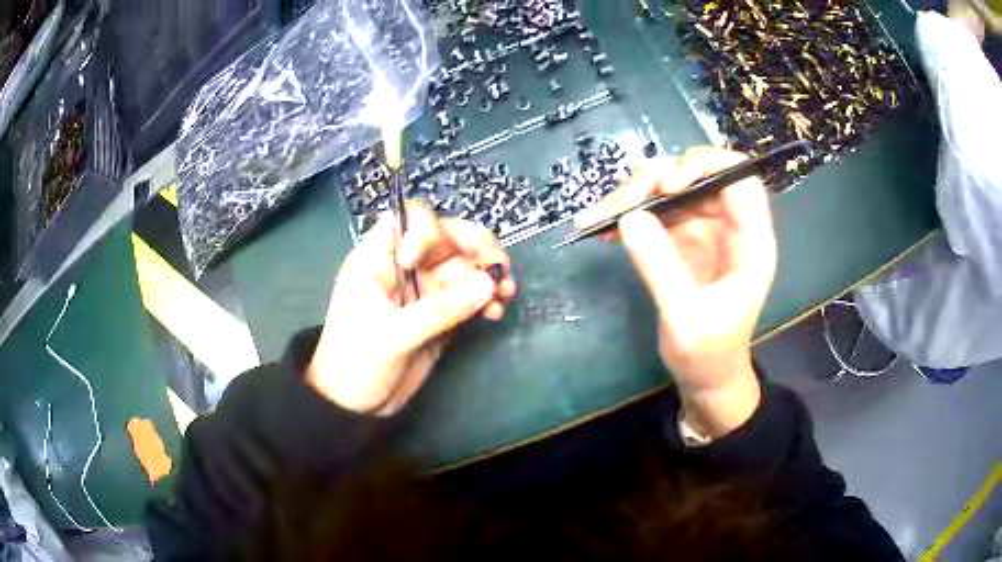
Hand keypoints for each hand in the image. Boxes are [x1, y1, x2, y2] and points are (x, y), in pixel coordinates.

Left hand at [306, 202, 516, 414]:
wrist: (354, 406)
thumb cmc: (357, 362)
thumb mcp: (394, 334)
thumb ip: (441, 309)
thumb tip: (490, 282)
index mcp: (378, 260)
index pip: (406, 219)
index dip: (425, 230)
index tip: (425, 260)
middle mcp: (404, 268)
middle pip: (445, 240)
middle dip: (475, 248)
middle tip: (500, 267)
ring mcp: (424, 292)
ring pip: (463, 268)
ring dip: (487, 276)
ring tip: (506, 294)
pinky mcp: (439, 315)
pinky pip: (469, 297)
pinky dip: (485, 300)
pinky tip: (496, 312)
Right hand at [577, 147, 776, 436]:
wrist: (704, 377)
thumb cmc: (708, 354)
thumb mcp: (685, 317)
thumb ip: (661, 267)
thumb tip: (629, 216)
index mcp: (751, 241)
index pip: (740, 178)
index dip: (707, 167)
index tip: (668, 186)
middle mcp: (729, 226)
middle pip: (696, 175)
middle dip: (656, 181)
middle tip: (621, 205)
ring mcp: (703, 229)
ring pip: (670, 188)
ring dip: (634, 195)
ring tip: (598, 217)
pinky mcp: (681, 239)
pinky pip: (654, 211)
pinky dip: (627, 214)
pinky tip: (600, 226)